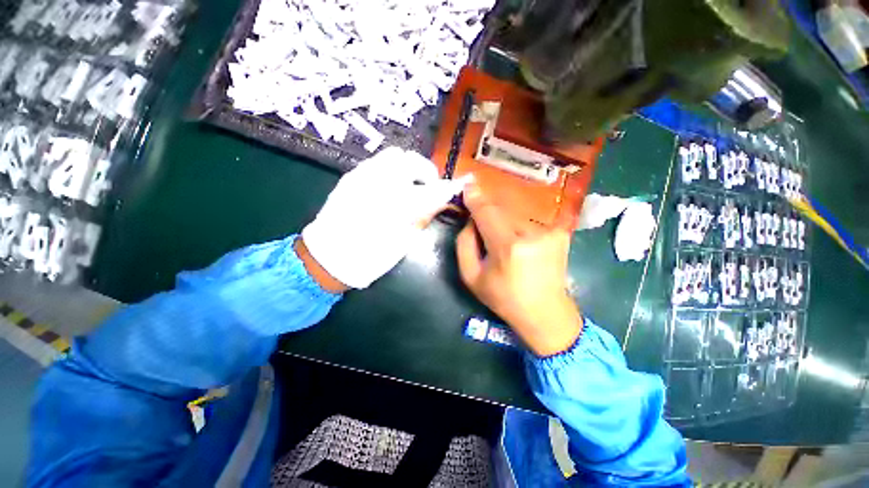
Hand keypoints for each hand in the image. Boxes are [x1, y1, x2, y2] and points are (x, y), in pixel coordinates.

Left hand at [302, 147, 466, 288]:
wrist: (329, 257)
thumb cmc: (370, 256)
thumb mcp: (403, 242)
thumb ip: (423, 216)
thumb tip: (441, 199)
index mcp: (396, 204)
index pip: (430, 187)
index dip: (446, 186)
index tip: (453, 188)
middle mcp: (378, 182)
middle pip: (410, 159)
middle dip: (425, 171)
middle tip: (427, 187)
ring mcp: (362, 175)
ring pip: (393, 155)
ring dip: (408, 167)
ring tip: (408, 185)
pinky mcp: (351, 176)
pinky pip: (377, 162)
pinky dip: (391, 170)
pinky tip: (390, 187)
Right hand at [456, 185, 582, 356]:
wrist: (546, 313)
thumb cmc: (504, 298)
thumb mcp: (471, 277)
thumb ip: (465, 243)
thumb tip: (470, 220)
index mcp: (507, 247)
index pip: (487, 212)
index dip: (476, 198)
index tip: (467, 184)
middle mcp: (531, 233)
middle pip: (501, 210)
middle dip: (488, 213)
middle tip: (482, 226)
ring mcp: (549, 231)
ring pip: (515, 214)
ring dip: (504, 221)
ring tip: (504, 241)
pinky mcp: (560, 233)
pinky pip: (531, 219)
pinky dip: (520, 225)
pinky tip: (521, 240)